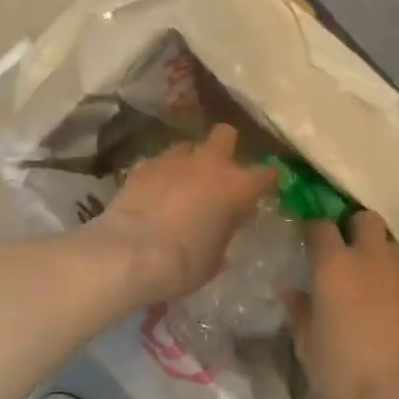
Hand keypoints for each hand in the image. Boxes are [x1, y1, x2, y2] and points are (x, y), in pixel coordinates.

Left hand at [95, 124, 277, 302]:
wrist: (131, 253)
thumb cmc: (184, 263)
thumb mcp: (214, 259)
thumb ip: (221, 236)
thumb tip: (219, 232)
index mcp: (237, 187)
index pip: (266, 173)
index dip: (266, 178)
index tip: (264, 185)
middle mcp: (209, 164)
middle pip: (225, 134)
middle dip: (225, 146)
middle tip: (219, 170)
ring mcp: (173, 160)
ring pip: (187, 146)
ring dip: (188, 160)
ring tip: (181, 181)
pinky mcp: (142, 166)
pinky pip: (157, 162)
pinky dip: (159, 173)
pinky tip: (153, 190)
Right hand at [286, 212, 398, 398]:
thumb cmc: (348, 371)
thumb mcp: (309, 348)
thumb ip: (299, 313)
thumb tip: (291, 292)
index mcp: (335, 266)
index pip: (320, 226)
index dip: (312, 228)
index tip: (307, 239)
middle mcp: (372, 258)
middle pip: (366, 219)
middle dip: (354, 227)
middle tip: (345, 251)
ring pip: (391, 244)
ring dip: (379, 253)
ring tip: (370, 279)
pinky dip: (398, 280)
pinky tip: (392, 306)